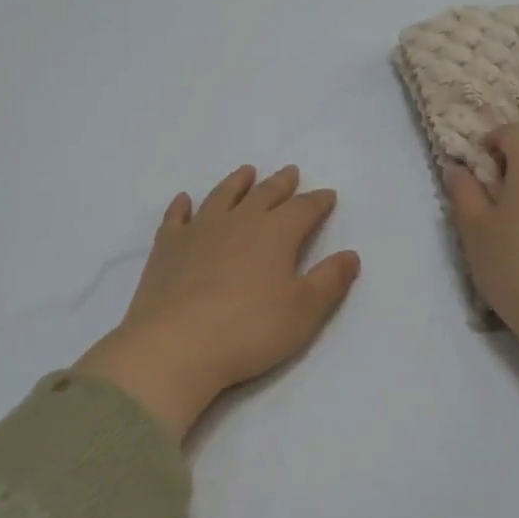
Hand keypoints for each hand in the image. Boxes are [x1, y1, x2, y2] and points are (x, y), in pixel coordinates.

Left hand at [75, 164, 360, 438]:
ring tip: (246, 172)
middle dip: (281, 184)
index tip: (328, 196)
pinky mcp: (167, 248)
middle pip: (264, 195)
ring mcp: (199, 231)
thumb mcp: (304, 312)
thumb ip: (329, 281)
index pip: (303, 209)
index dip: (318, 202)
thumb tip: (351, 255)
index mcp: (275, 234)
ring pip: (222, 196)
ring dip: (236, 183)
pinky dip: (181, 206)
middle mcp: (238, 222)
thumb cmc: (249, 330)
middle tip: (290, 173)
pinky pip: (176, 218)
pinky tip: (184, 200)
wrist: (177, 345)